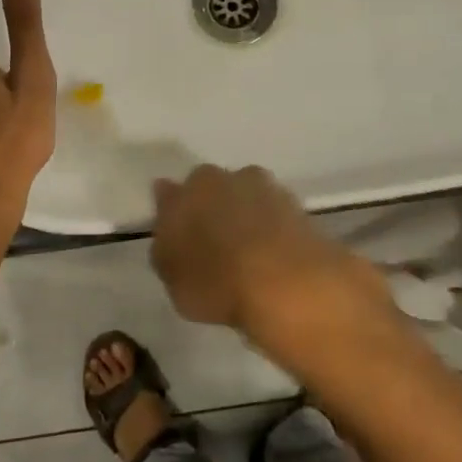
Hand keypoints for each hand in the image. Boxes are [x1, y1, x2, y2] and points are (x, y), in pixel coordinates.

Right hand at [149, 165, 390, 346]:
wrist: (287, 283)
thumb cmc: (217, 281)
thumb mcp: (172, 277)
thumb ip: (165, 244)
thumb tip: (167, 217)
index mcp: (189, 189)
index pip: (171, 194)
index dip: (173, 213)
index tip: (176, 235)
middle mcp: (224, 178)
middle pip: (211, 188)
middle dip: (211, 208)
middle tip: (212, 244)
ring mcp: (265, 188)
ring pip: (246, 197)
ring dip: (244, 215)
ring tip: (246, 252)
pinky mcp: (297, 206)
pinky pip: (273, 215)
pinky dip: (271, 230)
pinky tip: (271, 255)